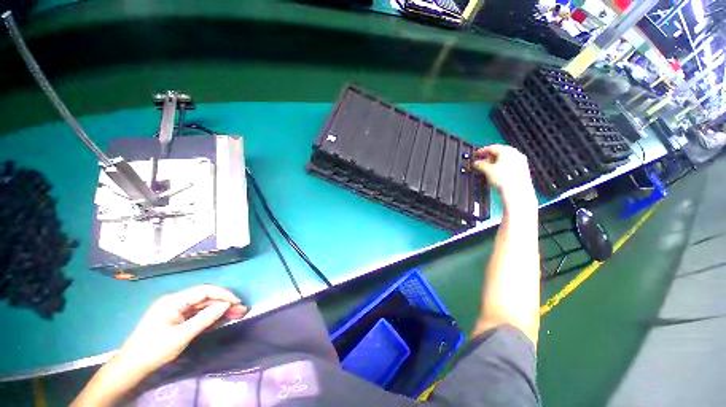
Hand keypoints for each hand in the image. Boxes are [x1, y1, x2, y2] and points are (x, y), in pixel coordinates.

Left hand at [116, 285, 247, 375]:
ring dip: (220, 310)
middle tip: (241, 310)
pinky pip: (197, 314)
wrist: (132, 366)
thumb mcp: (181, 336)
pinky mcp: (176, 318)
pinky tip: (222, 319)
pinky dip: (210, 316)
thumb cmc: (154, 350)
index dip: (223, 294)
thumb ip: (205, 318)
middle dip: (224, 303)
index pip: (204, 290)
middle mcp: (176, 301)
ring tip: (237, 314)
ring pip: (203, 306)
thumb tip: (226, 305)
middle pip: (205, 298)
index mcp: (174, 301)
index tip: (237, 302)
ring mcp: (176, 309)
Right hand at [472, 144, 536, 208]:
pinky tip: (497, 173)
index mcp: (506, 151)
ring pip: (504, 158)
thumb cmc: (504, 179)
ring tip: (487, 169)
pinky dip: (502, 166)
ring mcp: (520, 161)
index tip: (476, 155)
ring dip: (495, 162)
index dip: (481, 151)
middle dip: (488, 157)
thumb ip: (480, 164)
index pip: (491, 147)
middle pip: (499, 152)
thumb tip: (476, 163)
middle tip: (480, 163)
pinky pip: (510, 164)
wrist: (517, 191)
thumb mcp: (487, 170)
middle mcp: (515, 153)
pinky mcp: (522, 169)